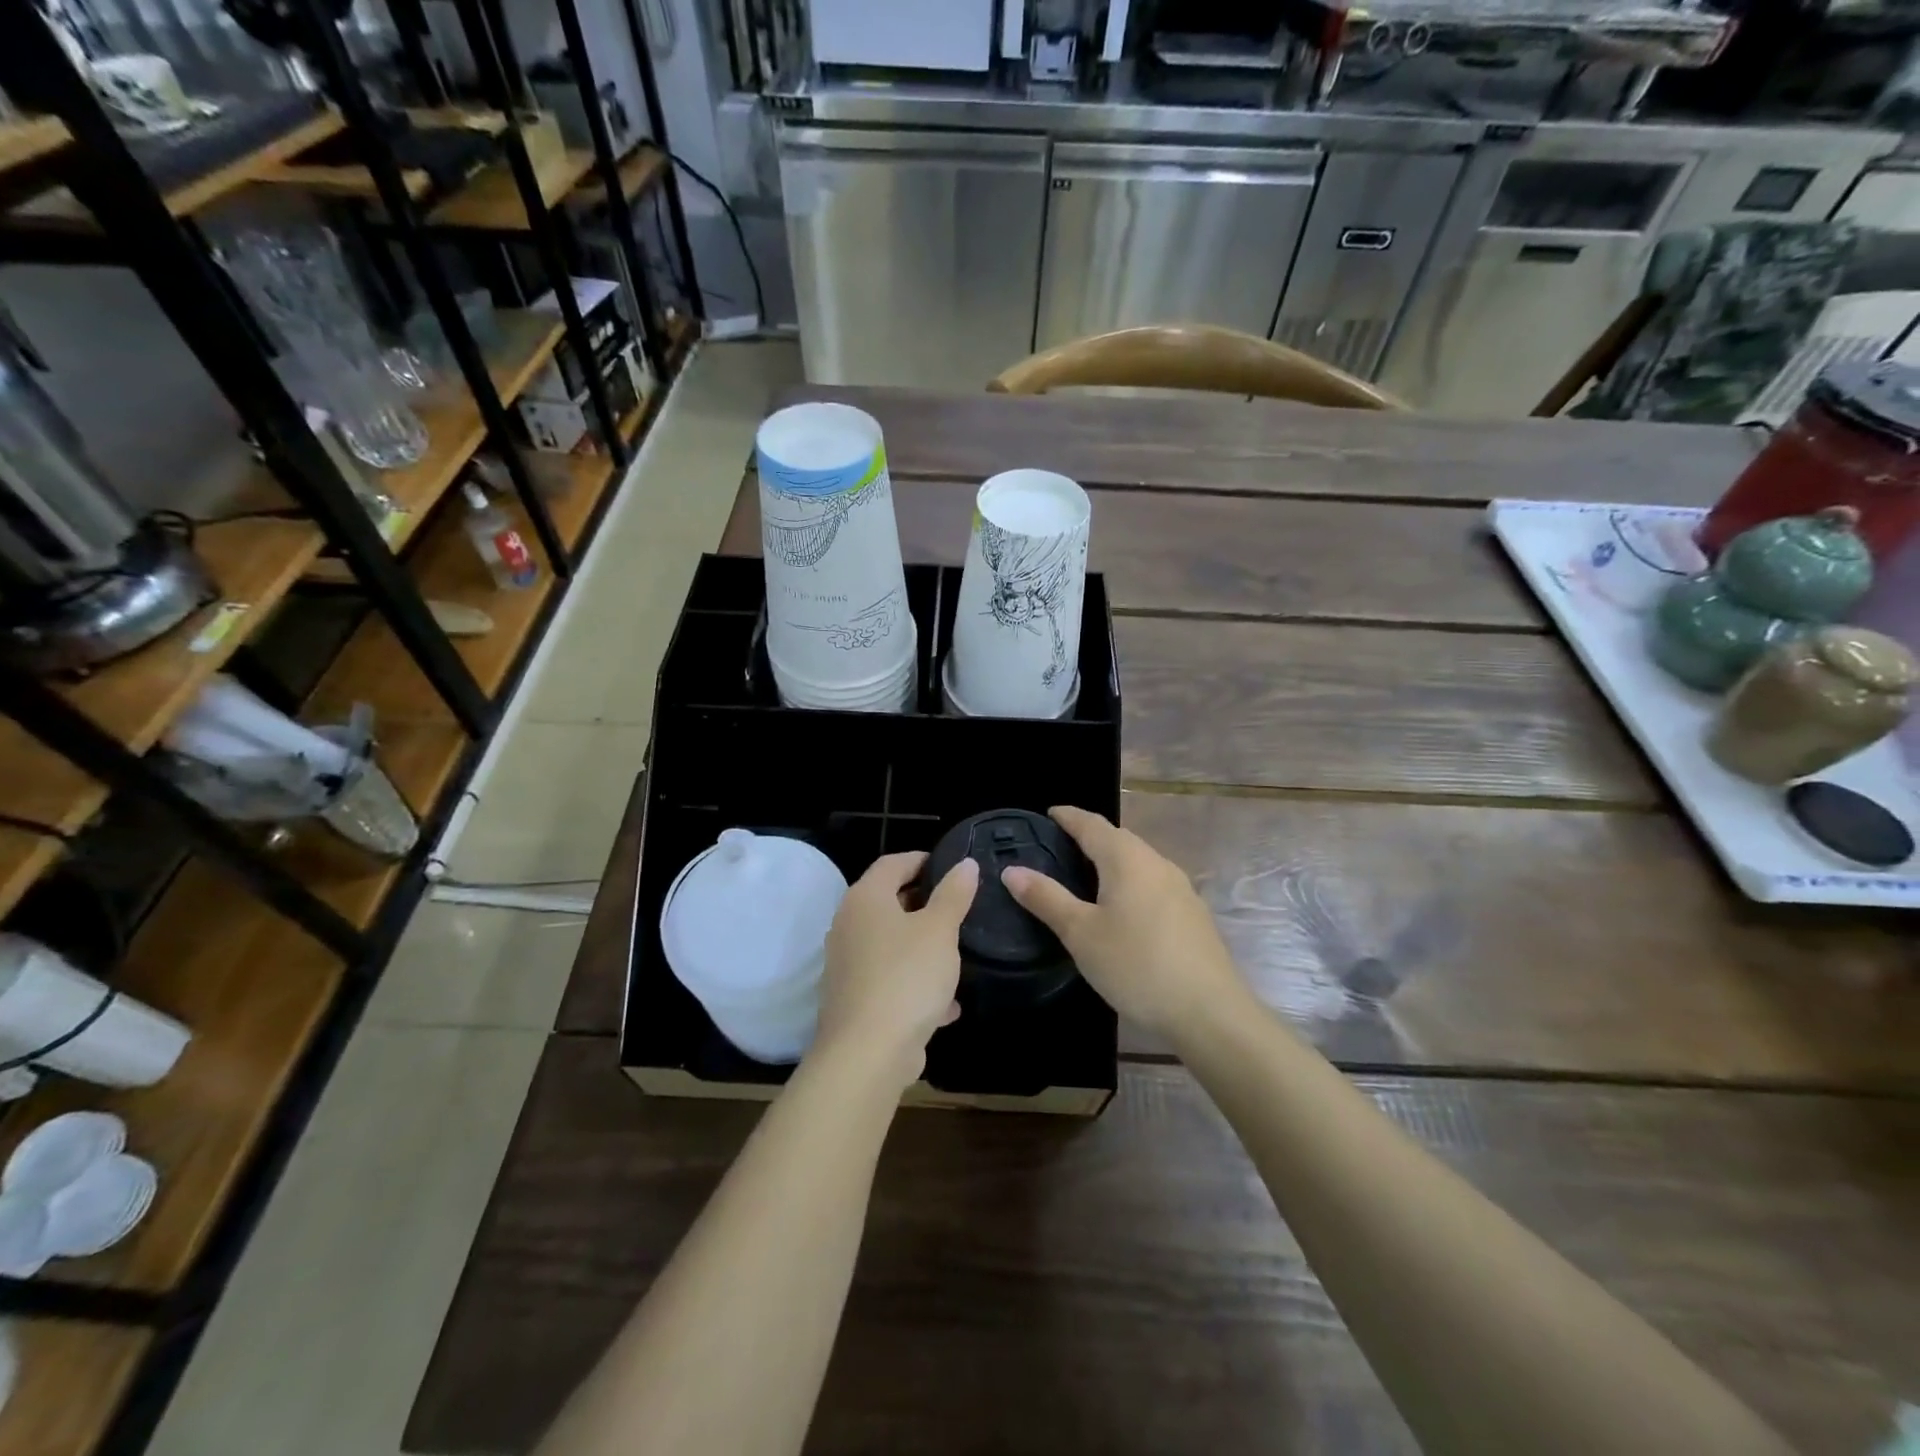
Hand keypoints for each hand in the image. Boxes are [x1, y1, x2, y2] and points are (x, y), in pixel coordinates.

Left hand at [812, 851, 978, 1086]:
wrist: (867, 1054)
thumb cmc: (906, 977)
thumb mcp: (940, 930)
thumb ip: (954, 895)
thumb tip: (965, 864)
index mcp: (865, 899)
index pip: (892, 863)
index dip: (922, 860)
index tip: (951, 867)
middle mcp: (848, 926)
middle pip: (889, 903)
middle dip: (924, 905)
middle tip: (958, 908)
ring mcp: (847, 964)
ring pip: (891, 945)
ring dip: (921, 948)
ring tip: (956, 955)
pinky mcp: (854, 1000)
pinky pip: (890, 980)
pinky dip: (915, 984)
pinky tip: (946, 1005)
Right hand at [1003, 806, 1247, 1040]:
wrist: (1209, 1011)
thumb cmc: (1136, 965)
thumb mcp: (1081, 933)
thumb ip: (1046, 898)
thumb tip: (1012, 870)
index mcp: (1127, 859)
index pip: (1092, 824)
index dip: (1068, 816)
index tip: (1048, 813)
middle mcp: (1156, 863)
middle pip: (1118, 839)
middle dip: (1089, 837)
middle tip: (1059, 847)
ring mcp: (1180, 888)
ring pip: (1138, 862)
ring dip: (1111, 861)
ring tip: (1085, 877)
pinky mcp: (1192, 914)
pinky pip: (1152, 884)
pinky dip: (1129, 883)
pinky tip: (1121, 909)